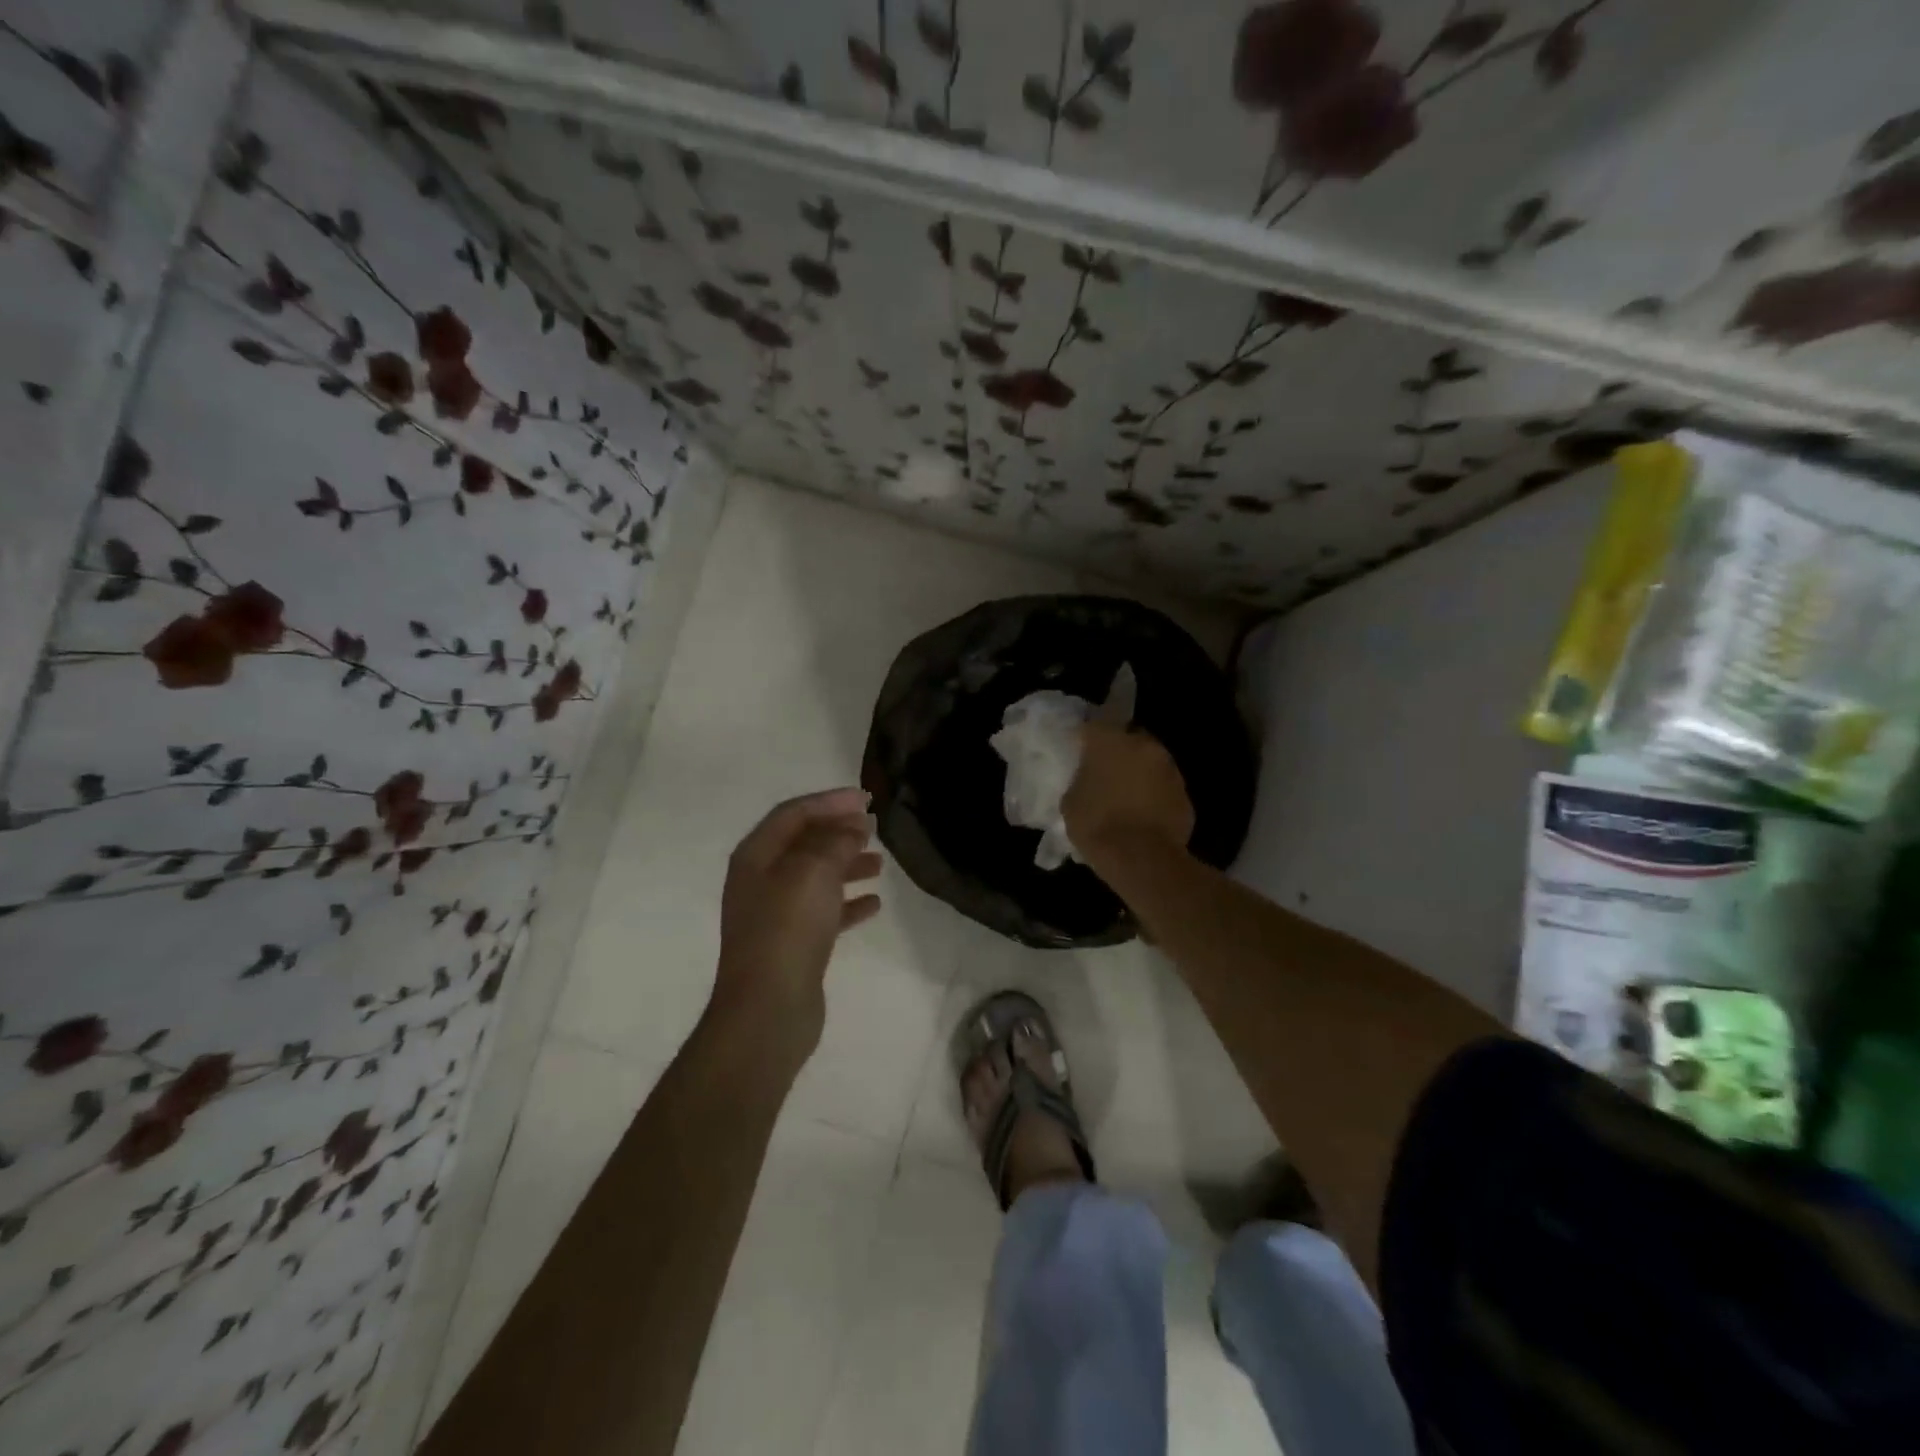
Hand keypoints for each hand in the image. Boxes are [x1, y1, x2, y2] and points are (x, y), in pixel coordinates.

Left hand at [711, 788, 882, 1069]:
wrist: (768, 1010)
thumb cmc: (787, 929)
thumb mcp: (813, 871)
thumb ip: (835, 840)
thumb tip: (854, 823)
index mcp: (756, 856)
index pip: (794, 813)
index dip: (830, 801)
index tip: (867, 799)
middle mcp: (761, 880)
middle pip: (804, 843)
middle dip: (839, 831)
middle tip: (875, 826)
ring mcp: (776, 914)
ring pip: (816, 877)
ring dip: (847, 865)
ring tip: (880, 863)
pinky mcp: (794, 944)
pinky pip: (824, 912)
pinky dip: (848, 903)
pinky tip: (874, 904)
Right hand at [1063, 723, 1194, 866]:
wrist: (1143, 860)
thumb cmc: (1098, 827)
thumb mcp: (1071, 802)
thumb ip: (1080, 780)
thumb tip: (1088, 778)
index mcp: (1110, 741)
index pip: (1093, 726)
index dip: (1085, 739)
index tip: (1078, 751)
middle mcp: (1143, 745)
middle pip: (1128, 739)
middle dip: (1118, 752)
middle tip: (1104, 772)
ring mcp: (1169, 768)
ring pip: (1149, 762)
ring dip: (1138, 772)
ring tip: (1125, 795)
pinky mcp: (1185, 793)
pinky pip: (1163, 787)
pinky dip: (1154, 794)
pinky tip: (1143, 813)